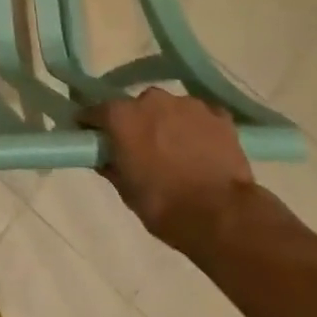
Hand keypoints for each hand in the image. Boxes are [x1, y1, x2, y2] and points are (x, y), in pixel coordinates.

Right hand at [79, 90, 258, 258]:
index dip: (93, 125)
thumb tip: (104, 156)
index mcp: (121, 115)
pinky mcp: (219, 115)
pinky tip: (204, 151)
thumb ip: (111, 165)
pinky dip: (198, 129)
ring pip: (170, 109)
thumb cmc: (164, 206)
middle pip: (136, 107)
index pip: (95, 112)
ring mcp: (188, 104)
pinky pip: (200, 117)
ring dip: (168, 124)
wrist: (223, 217)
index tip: (93, 138)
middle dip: (136, 123)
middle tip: (143, 149)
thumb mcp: (126, 191)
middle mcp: (151, 99)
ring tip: (178, 152)